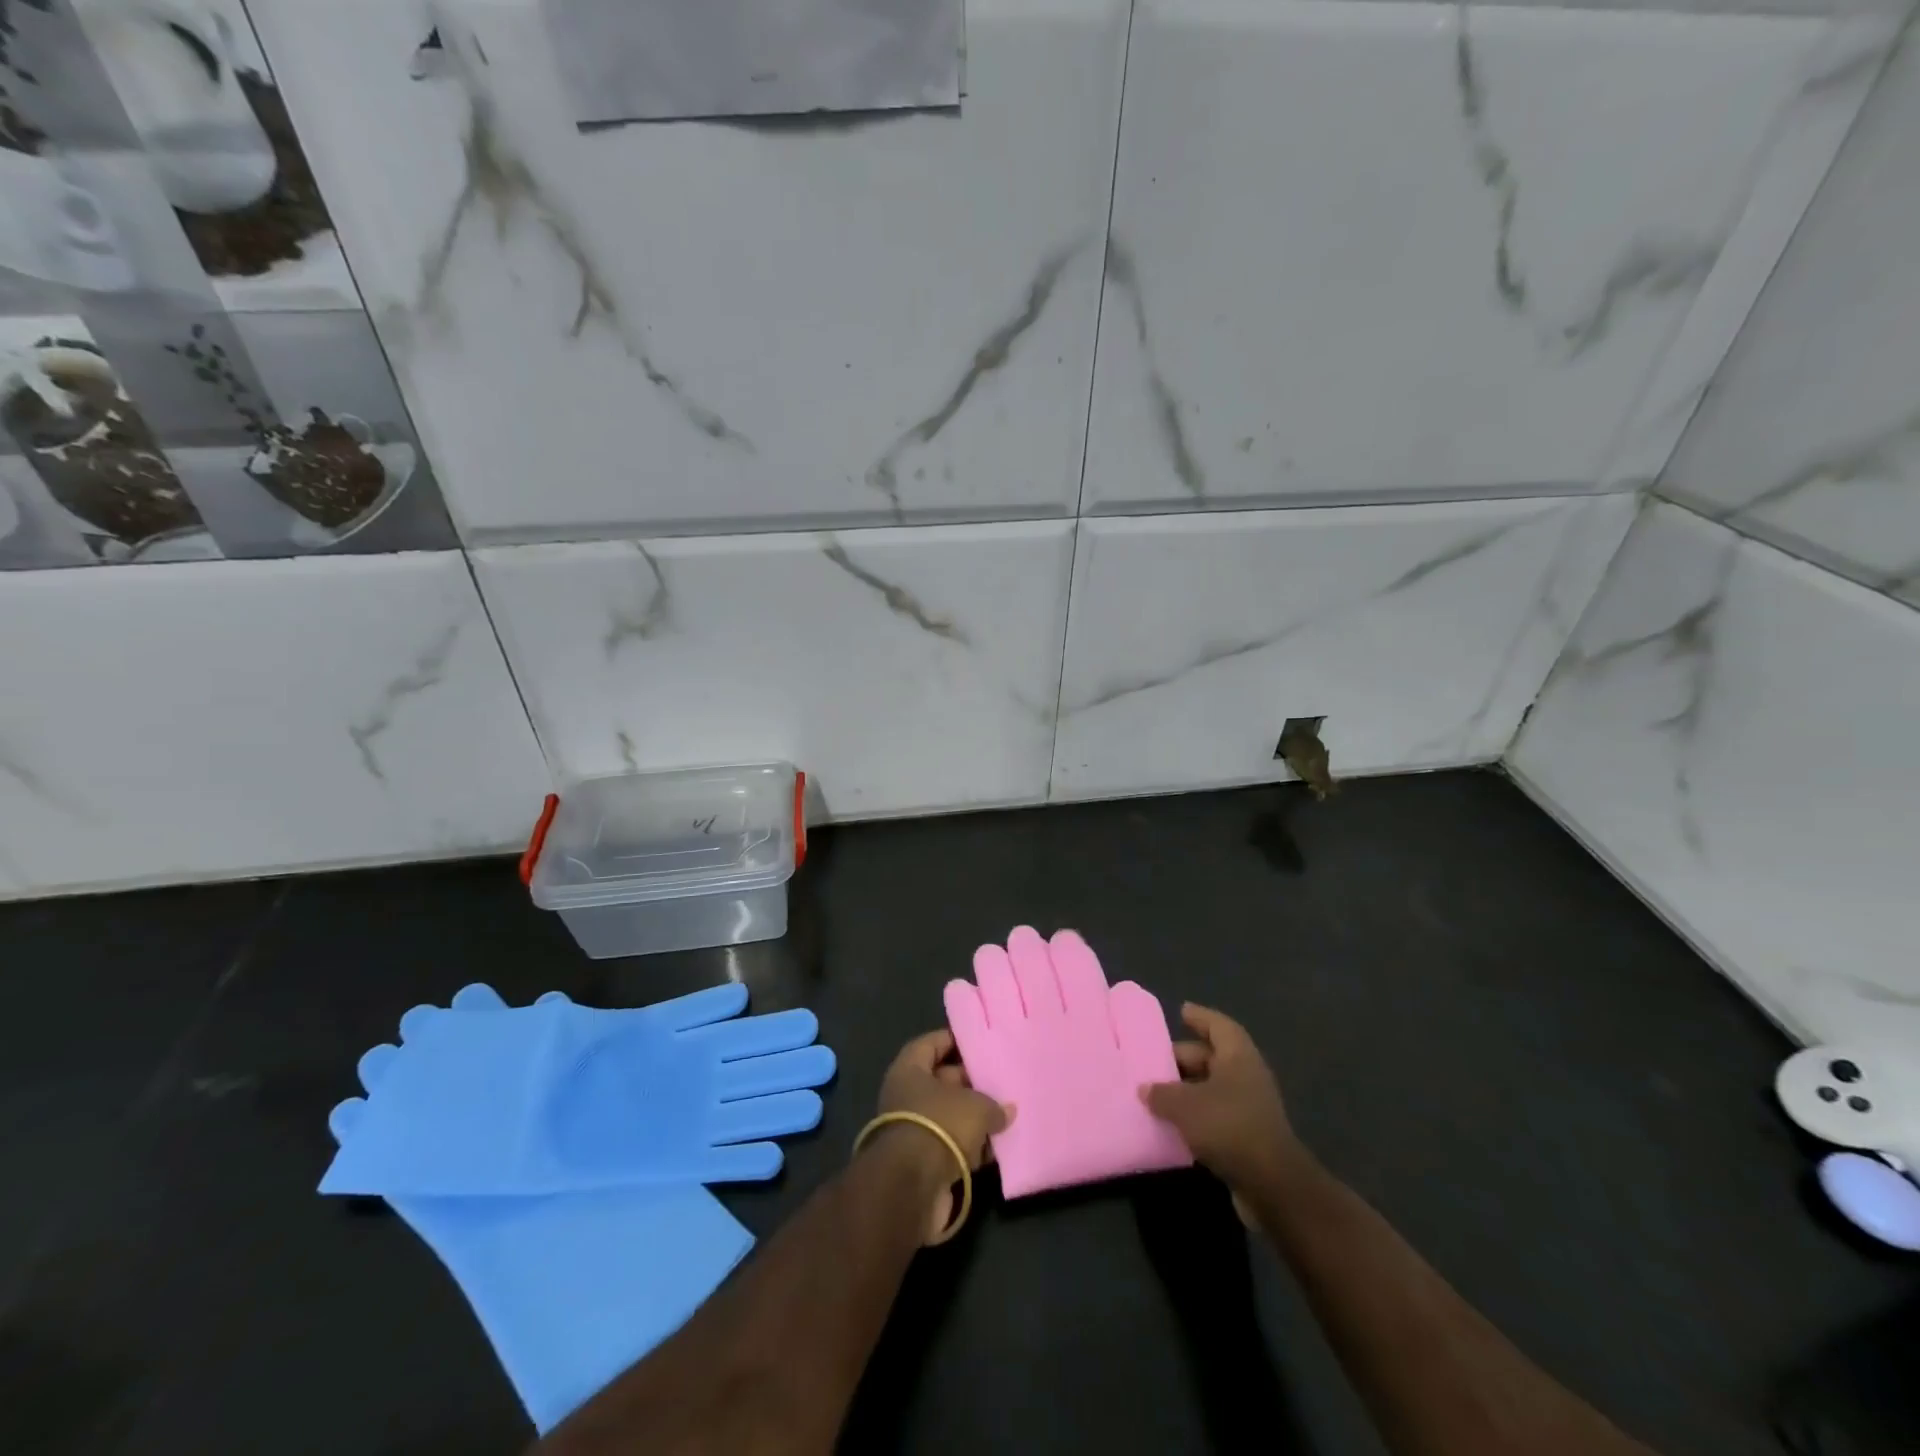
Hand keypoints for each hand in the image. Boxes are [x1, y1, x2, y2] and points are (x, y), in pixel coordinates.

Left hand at [872, 1030, 1012, 1240]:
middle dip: (970, 1082)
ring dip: (973, 1118)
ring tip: (1006, 1114)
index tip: (979, 1042)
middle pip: (941, 1080)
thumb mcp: (976, 1107)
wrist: (912, 1187)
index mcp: (910, 1070)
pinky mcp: (923, 1162)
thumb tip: (1007, 1110)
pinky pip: (951, 1144)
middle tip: (1000, 1080)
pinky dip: (970, 1146)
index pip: (931, 1044)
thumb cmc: (941, 1125)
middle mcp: (906, 1096)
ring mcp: (914, 1130)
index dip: (953, 1040)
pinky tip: (996, 1148)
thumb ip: (994, 1105)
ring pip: (949, 1115)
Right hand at [1138, 1003, 1304, 1208]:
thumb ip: (1162, 1093)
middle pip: (1212, 1057)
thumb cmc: (1228, 1126)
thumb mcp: (1185, 1105)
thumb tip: (1145, 1088)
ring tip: (1157, 1093)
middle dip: (1184, 1058)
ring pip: (1213, 1087)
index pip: (1218, 1025)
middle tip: (1154, 1061)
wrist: (1272, 1185)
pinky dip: (1196, 1114)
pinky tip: (1174, 1123)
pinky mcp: (1249, 1136)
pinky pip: (1216, 1114)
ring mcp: (1251, 1107)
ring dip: (1188, 1089)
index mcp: (1238, 1056)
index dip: (1200, 1017)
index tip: (1181, 1011)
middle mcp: (1247, 1075)